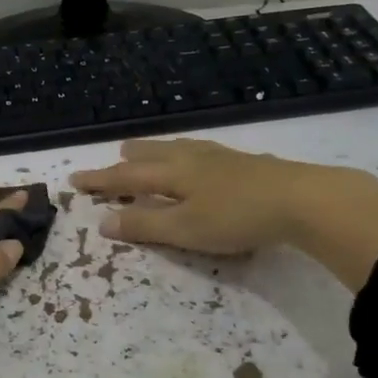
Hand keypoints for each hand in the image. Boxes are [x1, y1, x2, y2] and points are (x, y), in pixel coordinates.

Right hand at [70, 138, 377, 292]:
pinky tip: (201, 160)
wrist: (302, 198)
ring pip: (179, 149)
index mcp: (172, 173)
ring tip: (151, 152)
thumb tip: (103, 222)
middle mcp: (191, 158)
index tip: (75, 179)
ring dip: (158, 152)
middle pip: (153, 155)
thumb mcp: (185, 229)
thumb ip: (145, 225)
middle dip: (130, 159)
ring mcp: (221, 157)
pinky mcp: (245, 162)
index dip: (100, 180)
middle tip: (116, 157)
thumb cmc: (236, 217)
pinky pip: (201, 151)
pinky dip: (186, 154)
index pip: (126, 177)